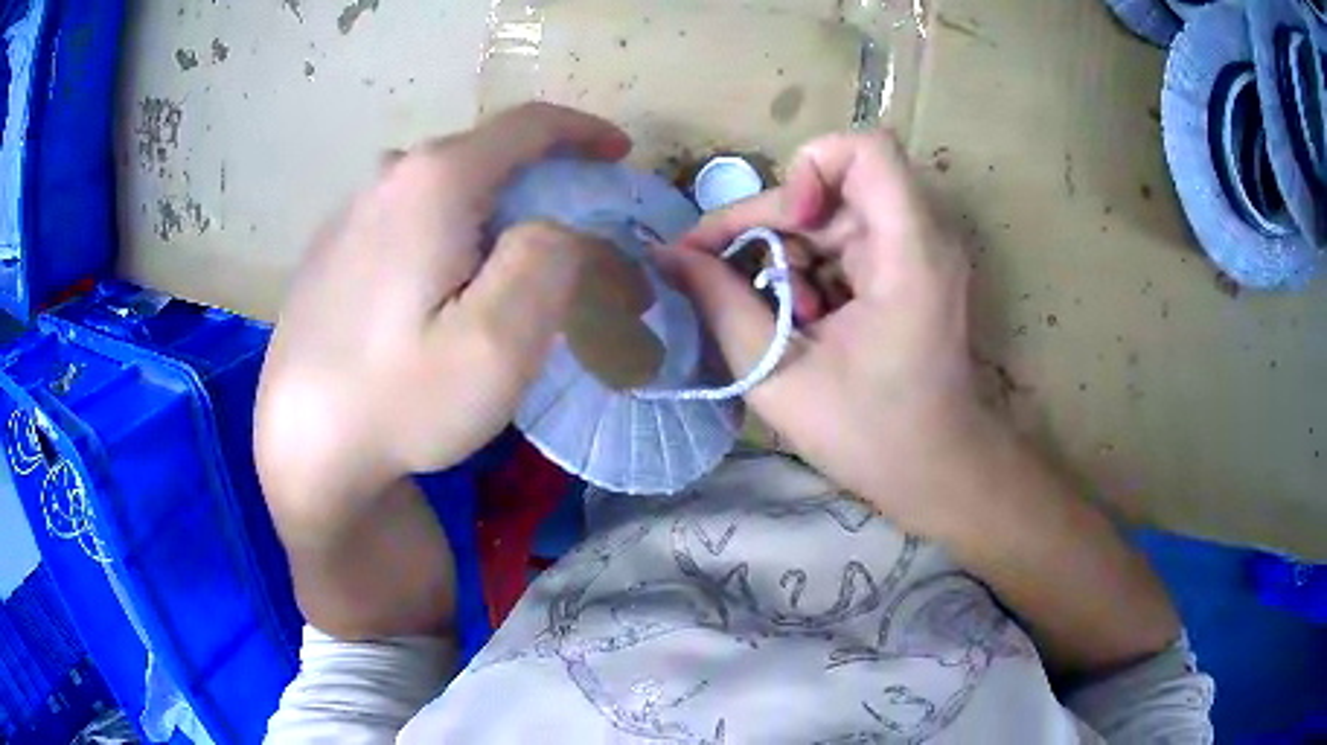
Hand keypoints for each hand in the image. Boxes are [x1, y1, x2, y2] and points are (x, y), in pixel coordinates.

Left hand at [255, 103, 630, 522]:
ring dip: (491, 211)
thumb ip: (549, 260)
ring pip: (443, 188)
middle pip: (484, 155)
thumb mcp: (498, 344)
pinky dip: (446, 232)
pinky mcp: (331, 249)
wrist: (302, 450)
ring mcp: (351, 211)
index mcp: (434, 181)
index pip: (527, 125)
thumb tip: (558, 224)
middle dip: (540, 183)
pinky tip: (439, 292)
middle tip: (571, 242)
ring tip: (506, 275)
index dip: (584, 132)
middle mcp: (387, 177)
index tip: (620, 155)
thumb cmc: (401, 402)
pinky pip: (407, 216)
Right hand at [657, 131, 992, 526]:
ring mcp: (919, 250)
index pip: (866, 149)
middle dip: (772, 222)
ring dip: (789, 251)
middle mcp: (923, 236)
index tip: (783, 225)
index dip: (809, 168)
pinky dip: (812, 268)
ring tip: (780, 314)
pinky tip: (804, 319)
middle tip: (724, 275)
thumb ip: (721, 306)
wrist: (939, 470)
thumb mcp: (780, 377)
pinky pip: (847, 239)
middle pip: (832, 183)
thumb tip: (671, 256)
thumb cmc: (872, 436)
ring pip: (833, 211)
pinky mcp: (909, 267)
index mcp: (909, 253)